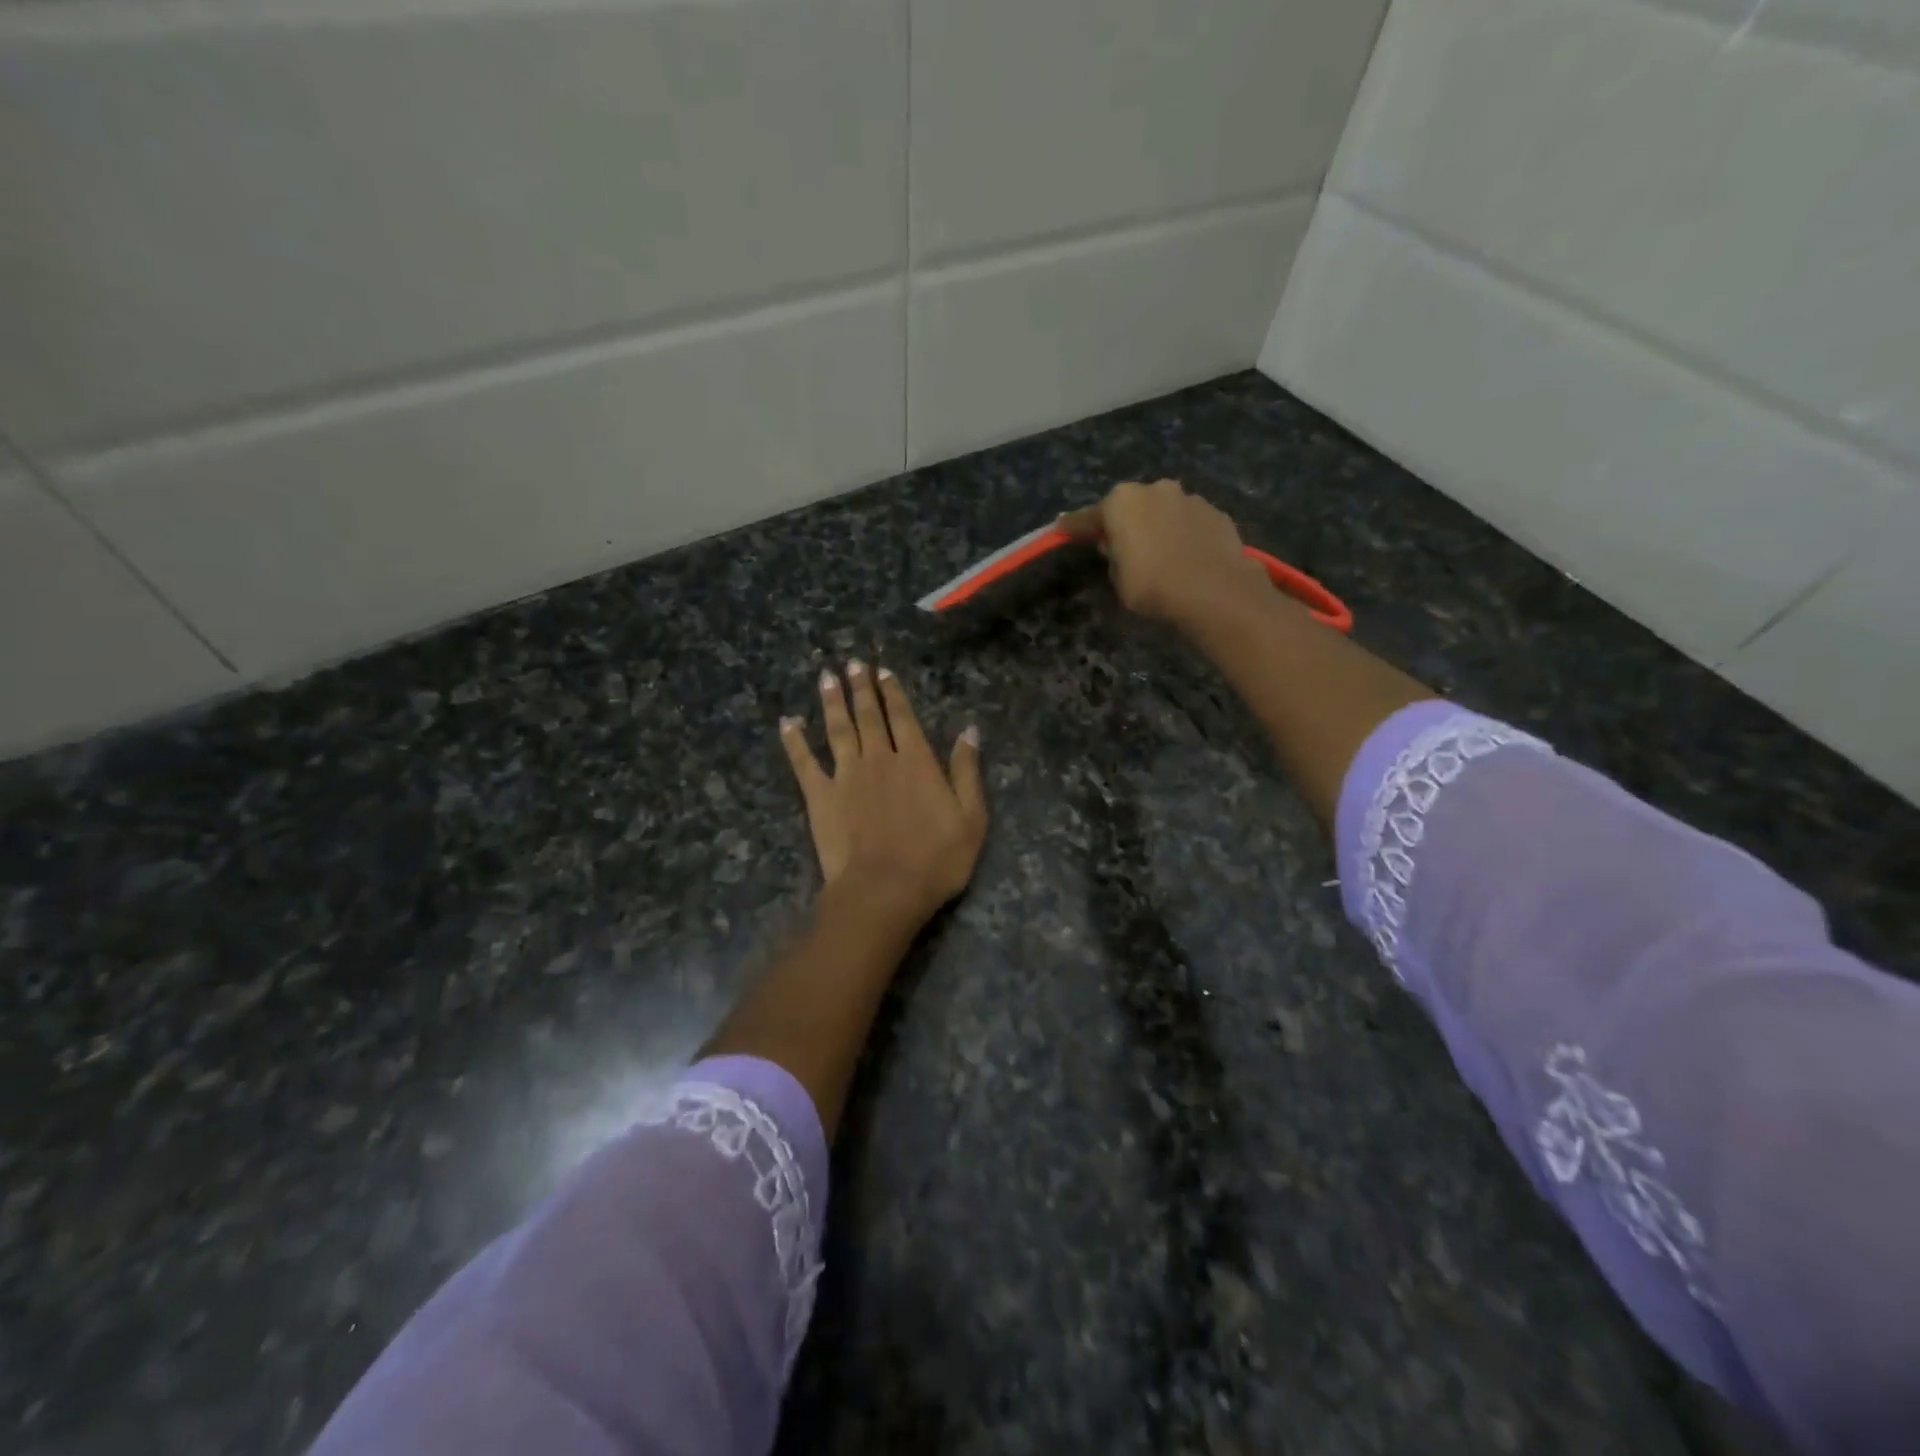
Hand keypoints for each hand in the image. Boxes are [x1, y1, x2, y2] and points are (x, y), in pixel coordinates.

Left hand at [780, 661, 986, 929]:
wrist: (884, 889)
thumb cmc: (936, 859)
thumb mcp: (971, 817)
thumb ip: (966, 771)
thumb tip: (969, 730)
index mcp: (916, 761)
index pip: (903, 717)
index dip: (893, 693)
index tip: (883, 672)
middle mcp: (879, 758)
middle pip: (869, 715)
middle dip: (861, 687)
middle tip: (853, 663)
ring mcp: (846, 775)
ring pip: (837, 729)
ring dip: (832, 701)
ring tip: (826, 677)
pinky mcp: (820, 796)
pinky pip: (803, 762)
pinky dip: (794, 740)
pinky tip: (788, 722)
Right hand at [1058, 479, 1266, 629]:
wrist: (1214, 591)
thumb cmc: (1152, 585)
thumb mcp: (1118, 578)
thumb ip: (1113, 556)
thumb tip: (1117, 546)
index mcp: (1122, 502)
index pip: (1089, 517)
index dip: (1074, 527)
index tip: (1061, 529)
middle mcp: (1155, 489)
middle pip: (1131, 506)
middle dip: (1125, 522)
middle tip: (1122, 547)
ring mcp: (1189, 498)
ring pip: (1164, 511)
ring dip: (1158, 526)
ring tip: (1161, 554)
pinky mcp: (1216, 513)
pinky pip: (1190, 522)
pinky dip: (1184, 534)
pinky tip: (1187, 556)